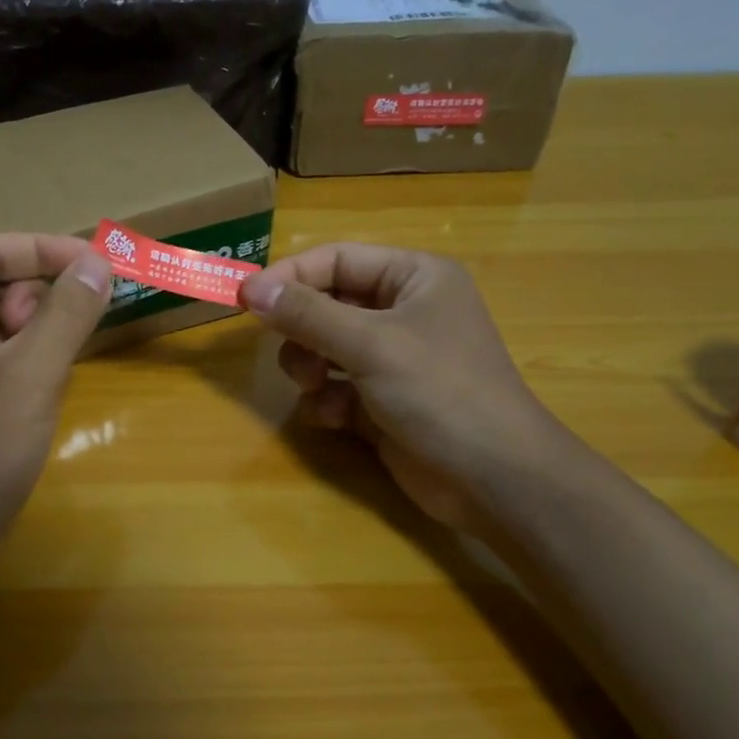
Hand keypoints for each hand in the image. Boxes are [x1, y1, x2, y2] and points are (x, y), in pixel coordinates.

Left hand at [0, 233, 112, 588]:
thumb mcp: (29, 376)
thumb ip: (66, 312)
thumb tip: (98, 262)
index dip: (46, 250)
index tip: (99, 265)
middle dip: (37, 294)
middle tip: (68, 331)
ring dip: (34, 330)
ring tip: (53, 368)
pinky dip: (23, 360)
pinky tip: (41, 390)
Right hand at [240, 244, 563, 530]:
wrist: (494, 480)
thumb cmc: (441, 392)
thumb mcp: (370, 344)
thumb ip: (307, 314)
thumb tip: (250, 287)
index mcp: (413, 278)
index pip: (336, 259)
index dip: (290, 276)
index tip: (245, 299)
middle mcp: (403, 311)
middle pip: (326, 304)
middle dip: (302, 332)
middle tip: (293, 355)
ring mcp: (392, 359)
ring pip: (323, 348)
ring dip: (310, 368)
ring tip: (317, 389)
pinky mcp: (382, 401)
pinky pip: (335, 387)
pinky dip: (327, 401)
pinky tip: (336, 420)